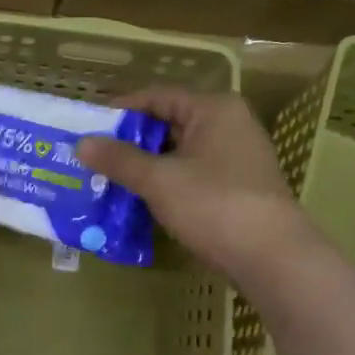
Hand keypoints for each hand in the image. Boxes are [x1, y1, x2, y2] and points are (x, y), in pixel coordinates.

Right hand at [76, 88, 310, 286]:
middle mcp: (230, 125)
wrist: (273, 257)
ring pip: (182, 153)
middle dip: (132, 142)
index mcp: (214, 109)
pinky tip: (143, 201)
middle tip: (95, 156)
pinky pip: (194, 176)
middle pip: (170, 124)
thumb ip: (120, 159)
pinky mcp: (240, 189)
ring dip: (148, 166)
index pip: (158, 97)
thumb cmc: (214, 204)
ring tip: (111, 180)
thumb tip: (82, 144)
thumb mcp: (159, 180)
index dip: (121, 109)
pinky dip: (168, 184)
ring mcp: (239, 159)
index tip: (88, 126)